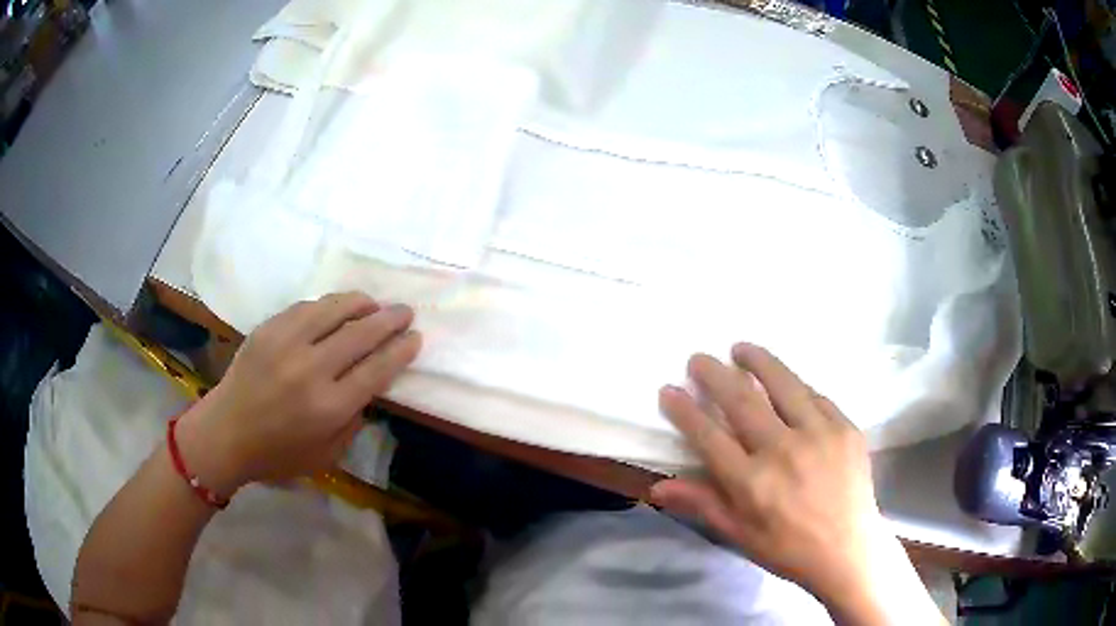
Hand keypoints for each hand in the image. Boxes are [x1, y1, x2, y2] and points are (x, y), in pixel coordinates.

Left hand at [176, 292, 421, 494]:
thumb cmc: (278, 454)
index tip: (415, 337)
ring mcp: (286, 344)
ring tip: (374, 303)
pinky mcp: (268, 330)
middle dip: (389, 320)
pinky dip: (328, 305)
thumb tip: (369, 388)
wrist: (226, 434)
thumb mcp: (326, 455)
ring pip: (333, 310)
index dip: (400, 350)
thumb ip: (352, 421)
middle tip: (405, 311)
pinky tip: (337, 307)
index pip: (376, 369)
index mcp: (329, 407)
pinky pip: (306, 307)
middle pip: (361, 334)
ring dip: (361, 303)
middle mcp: (311, 370)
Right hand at [651, 343, 882, 610]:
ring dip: (758, 361)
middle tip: (699, 357)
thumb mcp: (740, 534)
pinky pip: (815, 396)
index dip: (685, 410)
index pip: (709, 436)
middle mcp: (784, 451)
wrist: (848, 551)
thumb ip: (702, 503)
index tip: (669, 389)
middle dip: (714, 374)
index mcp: (752, 483)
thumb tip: (657, 488)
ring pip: (783, 384)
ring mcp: (819, 434)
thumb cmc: (787, 548)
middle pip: (742, 400)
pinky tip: (786, 382)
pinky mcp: (846, 428)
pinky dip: (795, 385)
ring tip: (741, 348)